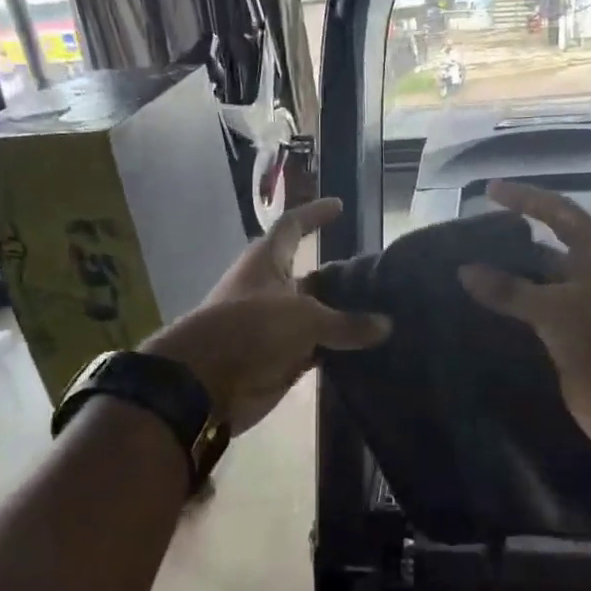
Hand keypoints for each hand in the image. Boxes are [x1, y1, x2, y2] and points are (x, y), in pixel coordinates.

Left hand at [145, 197, 388, 432]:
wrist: (204, 384)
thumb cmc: (250, 330)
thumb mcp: (304, 319)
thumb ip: (346, 323)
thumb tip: (386, 325)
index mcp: (267, 263)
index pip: (293, 227)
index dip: (314, 215)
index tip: (340, 207)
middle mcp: (270, 290)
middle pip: (311, 277)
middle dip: (341, 277)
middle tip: (380, 279)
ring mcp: (274, 327)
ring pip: (316, 317)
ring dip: (343, 318)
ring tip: (384, 315)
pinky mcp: (279, 359)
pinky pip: (315, 350)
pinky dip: (337, 350)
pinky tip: (367, 352)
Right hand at [458, 181, 590, 452]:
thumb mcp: (555, 308)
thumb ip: (510, 288)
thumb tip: (466, 270)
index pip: (558, 212)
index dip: (525, 199)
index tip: (489, 190)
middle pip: (548, 247)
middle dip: (511, 243)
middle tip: (468, 239)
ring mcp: (583, 307)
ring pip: (539, 284)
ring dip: (508, 280)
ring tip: (465, 272)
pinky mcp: (572, 337)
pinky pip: (535, 315)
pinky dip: (511, 310)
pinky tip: (480, 310)